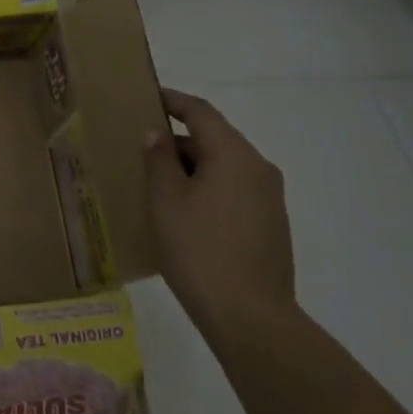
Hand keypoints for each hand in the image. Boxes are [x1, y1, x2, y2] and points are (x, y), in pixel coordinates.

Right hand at [144, 88, 295, 341]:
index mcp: (234, 155)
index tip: (146, 96)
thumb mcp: (165, 200)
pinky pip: (234, 191)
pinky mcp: (270, 225)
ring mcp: (269, 199)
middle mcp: (259, 169)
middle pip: (214, 139)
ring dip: (192, 167)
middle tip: (141, 147)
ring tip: (156, 181)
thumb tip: (159, 136)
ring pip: (224, 167)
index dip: (172, 100)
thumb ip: (159, 160)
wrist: (250, 317)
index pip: (201, 112)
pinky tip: (183, 211)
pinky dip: (207, 188)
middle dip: (178, 140)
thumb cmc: (199, 249)